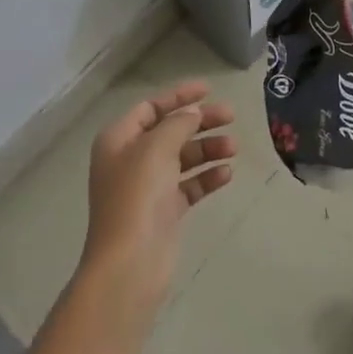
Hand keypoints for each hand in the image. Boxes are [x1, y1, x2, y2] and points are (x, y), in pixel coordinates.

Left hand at [79, 81, 236, 315]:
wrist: (130, 265)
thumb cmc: (137, 197)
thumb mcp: (156, 148)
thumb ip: (178, 123)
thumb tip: (193, 113)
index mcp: (118, 140)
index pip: (150, 107)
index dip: (179, 96)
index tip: (209, 89)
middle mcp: (130, 160)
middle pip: (170, 131)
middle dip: (200, 122)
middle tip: (231, 116)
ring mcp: (147, 187)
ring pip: (182, 158)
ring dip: (208, 149)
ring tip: (234, 148)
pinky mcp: (164, 211)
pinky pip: (189, 185)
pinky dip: (206, 177)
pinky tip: (226, 174)